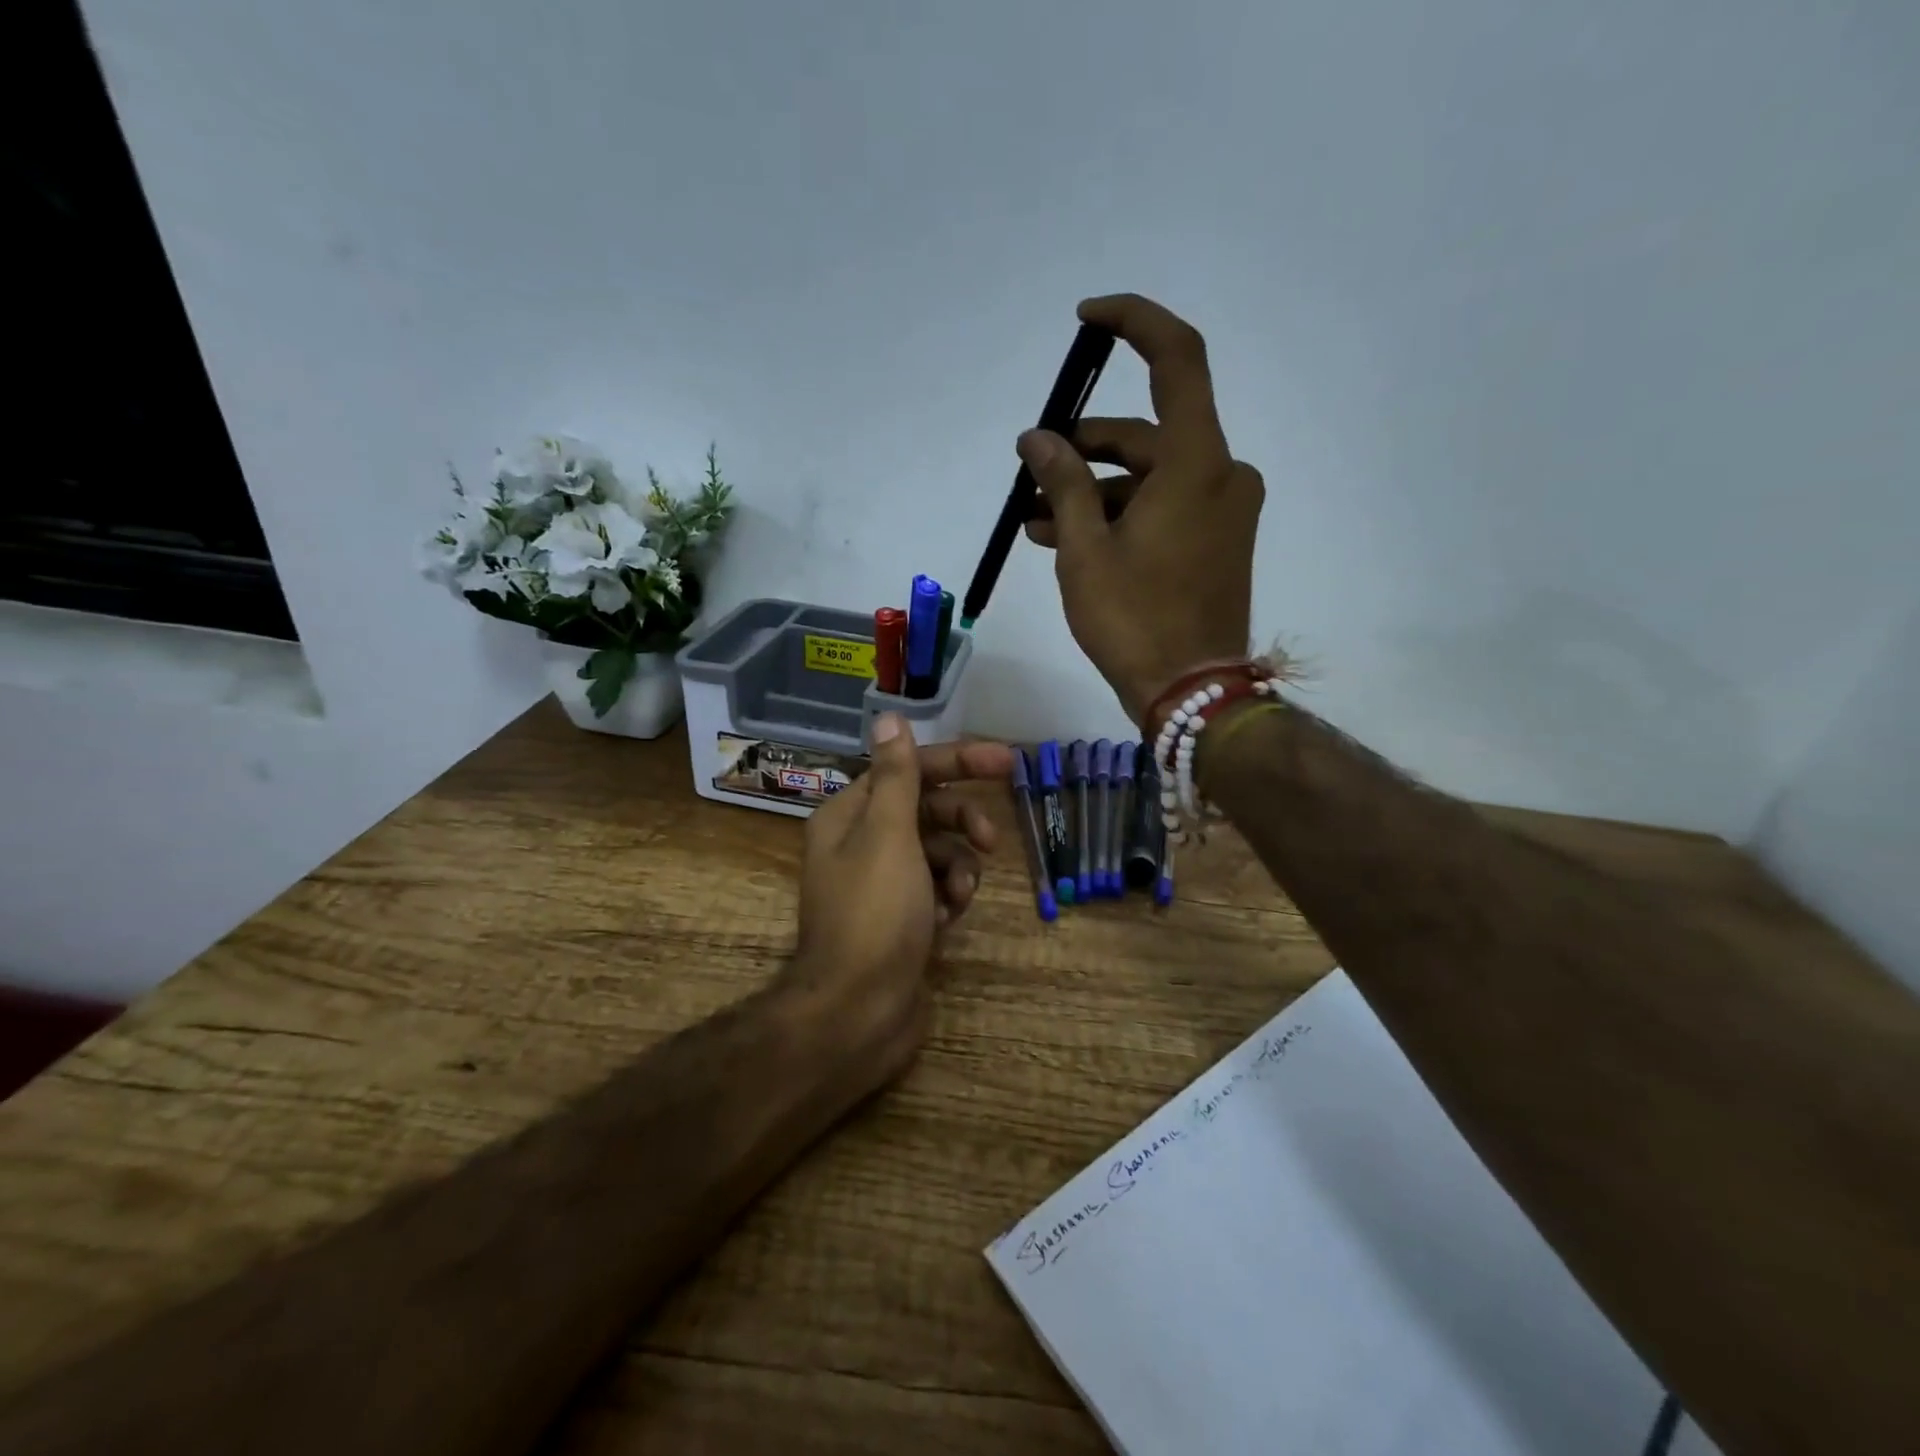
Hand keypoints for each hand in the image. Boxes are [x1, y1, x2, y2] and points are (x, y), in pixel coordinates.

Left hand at [784, 713, 1013, 1084]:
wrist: (858, 1013)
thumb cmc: (875, 915)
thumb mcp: (888, 834)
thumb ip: (896, 776)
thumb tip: (889, 716)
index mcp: (849, 816)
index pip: (909, 770)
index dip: (958, 761)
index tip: (1007, 761)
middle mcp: (861, 844)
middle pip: (926, 811)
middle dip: (962, 822)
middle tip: (992, 840)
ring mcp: (883, 885)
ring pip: (938, 852)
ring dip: (958, 867)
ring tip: (959, 896)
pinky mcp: (902, 919)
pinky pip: (937, 889)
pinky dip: (948, 898)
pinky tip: (947, 920)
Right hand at [1022, 293, 1263, 723]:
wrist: (1191, 691)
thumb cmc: (1134, 619)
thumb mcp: (1084, 551)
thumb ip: (1062, 484)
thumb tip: (1037, 439)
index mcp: (1197, 462)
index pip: (1177, 359)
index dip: (1134, 323)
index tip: (1087, 320)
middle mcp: (1222, 473)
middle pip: (1145, 434)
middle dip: (1083, 449)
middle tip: (1031, 470)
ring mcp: (1223, 509)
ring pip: (1148, 476)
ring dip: (1092, 491)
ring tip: (1034, 520)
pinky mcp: (1217, 540)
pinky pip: (1163, 507)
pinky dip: (1119, 514)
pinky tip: (1069, 538)